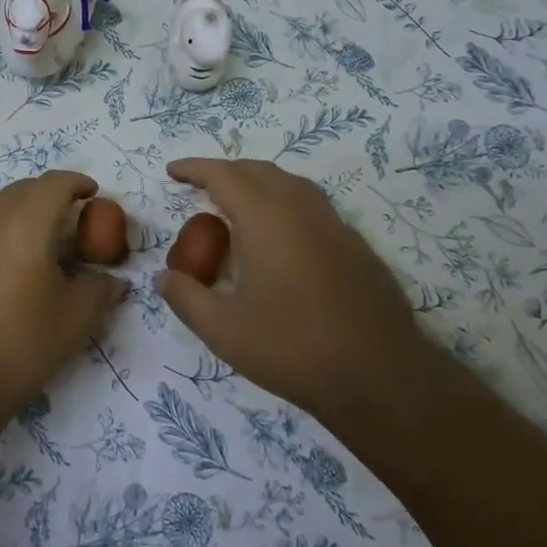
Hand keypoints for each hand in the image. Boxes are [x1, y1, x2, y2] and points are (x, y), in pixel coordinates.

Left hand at [0, 171, 125, 420]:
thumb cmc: (20, 346)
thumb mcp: (75, 320)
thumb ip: (101, 289)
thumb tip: (113, 280)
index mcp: (24, 226)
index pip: (54, 183)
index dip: (77, 183)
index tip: (94, 195)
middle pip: (24, 189)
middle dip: (53, 194)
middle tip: (75, 219)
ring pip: (0, 207)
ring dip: (27, 212)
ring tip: (47, 244)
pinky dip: (6, 231)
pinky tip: (16, 266)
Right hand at [156, 158, 438, 426]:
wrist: (382, 377)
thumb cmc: (293, 349)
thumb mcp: (224, 331)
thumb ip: (186, 298)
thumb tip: (164, 277)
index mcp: (266, 219)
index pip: (224, 175)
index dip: (195, 168)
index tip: (173, 171)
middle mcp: (302, 210)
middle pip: (259, 171)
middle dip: (225, 172)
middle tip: (200, 188)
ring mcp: (335, 226)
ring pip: (290, 185)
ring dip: (258, 184)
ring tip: (237, 206)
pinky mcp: (356, 247)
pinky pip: (312, 207)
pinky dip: (284, 204)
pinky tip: (279, 239)